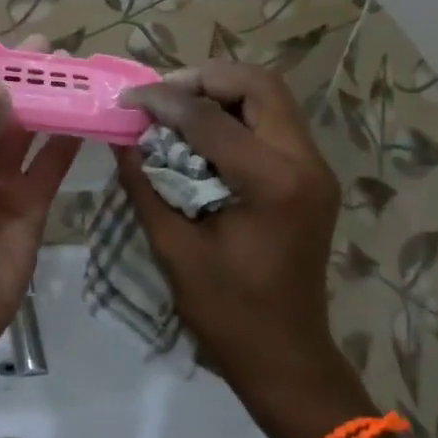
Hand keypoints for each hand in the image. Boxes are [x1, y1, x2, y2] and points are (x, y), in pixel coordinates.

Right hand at [115, 61, 361, 421]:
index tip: (127, 100)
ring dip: (221, 92)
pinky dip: (236, 114)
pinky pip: (274, 122)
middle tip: (161, 96)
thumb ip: (146, 185)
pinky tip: (201, 134)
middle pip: (259, 84)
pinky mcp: (311, 178)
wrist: (287, 358)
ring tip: (176, 108)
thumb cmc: (228, 312)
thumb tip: (123, 139)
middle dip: (203, 79)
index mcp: (273, 182)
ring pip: (270, 97)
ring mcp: (315, 169)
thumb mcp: (175, 249)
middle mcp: (304, 163)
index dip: (164, 101)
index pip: (211, 117)